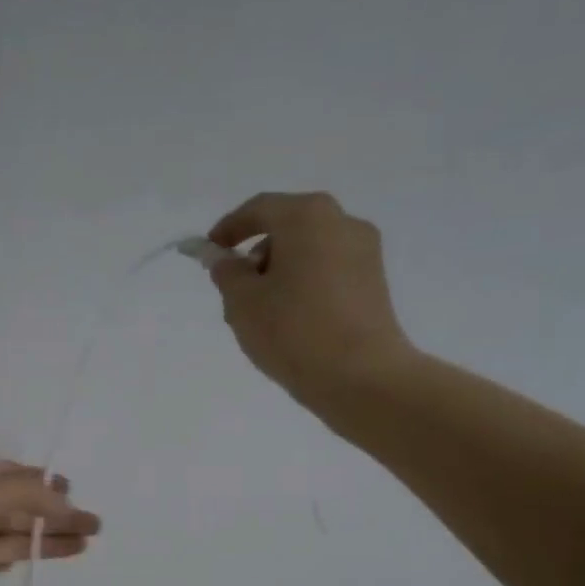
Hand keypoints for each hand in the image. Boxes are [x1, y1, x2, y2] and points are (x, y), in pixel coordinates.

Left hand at [0, 461, 100, 585]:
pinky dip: (27, 558)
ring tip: (88, 541)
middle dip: (57, 512)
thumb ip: (22, 496)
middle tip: (95, 525)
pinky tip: (50, 557)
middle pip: (21, 507)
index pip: (16, 476)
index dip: (47, 484)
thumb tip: (66, 500)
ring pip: (16, 536)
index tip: (77, 496)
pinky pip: (1, 561)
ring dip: (50, 537)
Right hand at [204, 192, 414, 410]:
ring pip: (308, 252)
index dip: (228, 229)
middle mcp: (342, 222)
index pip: (259, 209)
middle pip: (287, 228)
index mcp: (308, 216)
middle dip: (256, 256)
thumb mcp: (243, 303)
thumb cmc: (293, 332)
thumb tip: (223, 258)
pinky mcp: (374, 282)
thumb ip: (226, 273)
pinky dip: (304, 285)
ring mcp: (364, 252)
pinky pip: (328, 272)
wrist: (361, 377)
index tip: (209, 252)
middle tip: (234, 293)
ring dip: (280, 273)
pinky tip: (290, 322)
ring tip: (261, 316)